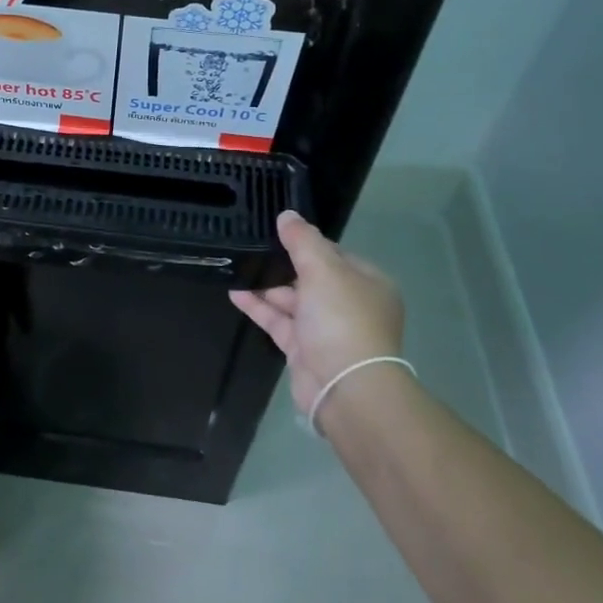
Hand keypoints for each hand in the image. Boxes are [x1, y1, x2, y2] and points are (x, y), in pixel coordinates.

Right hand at [230, 210, 405, 421]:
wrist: (345, 387)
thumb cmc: (342, 319)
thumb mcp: (323, 270)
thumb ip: (303, 241)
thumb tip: (287, 215)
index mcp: (367, 282)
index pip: (334, 254)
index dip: (306, 243)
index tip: (277, 232)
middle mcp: (349, 304)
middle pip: (311, 277)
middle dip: (282, 265)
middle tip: (251, 247)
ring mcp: (327, 329)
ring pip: (292, 300)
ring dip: (266, 285)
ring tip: (237, 266)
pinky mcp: (304, 349)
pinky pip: (279, 321)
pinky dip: (259, 307)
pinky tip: (235, 292)